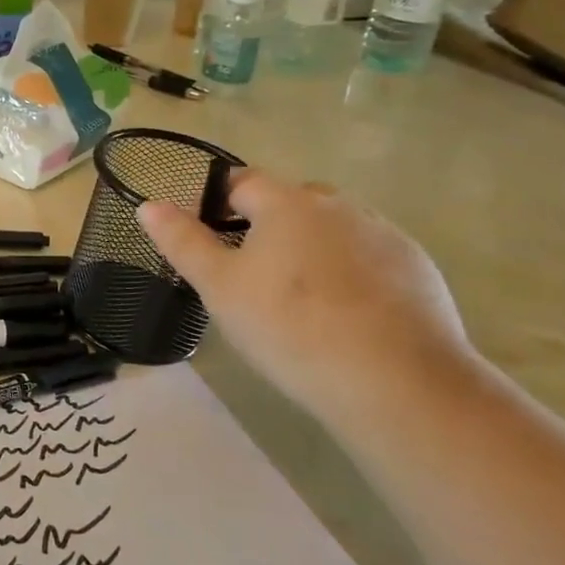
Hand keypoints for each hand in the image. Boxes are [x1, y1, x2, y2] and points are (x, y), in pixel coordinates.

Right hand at [138, 168, 474, 416]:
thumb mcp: (220, 288)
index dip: (216, 202)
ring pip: (332, 228)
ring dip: (311, 247)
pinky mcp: (416, 267)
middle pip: (290, 202)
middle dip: (266, 225)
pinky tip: (346, 314)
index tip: (206, 239)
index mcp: (287, 203)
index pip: (241, 181)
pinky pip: (369, 256)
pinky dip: (350, 272)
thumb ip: (183, 241)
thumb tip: (148, 204)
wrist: (397, 382)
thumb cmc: (291, 327)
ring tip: (299, 298)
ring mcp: (383, 234)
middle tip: (251, 275)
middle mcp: (338, 205)